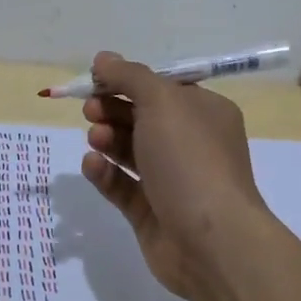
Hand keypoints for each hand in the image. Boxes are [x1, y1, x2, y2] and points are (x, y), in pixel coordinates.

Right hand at [79, 51, 271, 300]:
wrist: (211, 241)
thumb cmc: (191, 160)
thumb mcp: (162, 103)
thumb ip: (129, 76)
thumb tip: (103, 58)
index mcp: (204, 113)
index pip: (161, 88)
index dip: (127, 80)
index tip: (95, 79)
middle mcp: (190, 144)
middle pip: (142, 117)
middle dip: (112, 109)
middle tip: (89, 109)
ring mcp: (171, 180)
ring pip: (129, 151)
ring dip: (107, 138)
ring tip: (95, 138)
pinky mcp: (150, 212)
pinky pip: (121, 185)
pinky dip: (105, 173)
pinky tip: (93, 165)